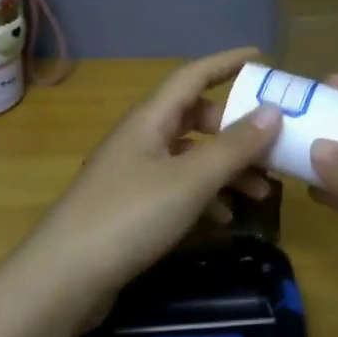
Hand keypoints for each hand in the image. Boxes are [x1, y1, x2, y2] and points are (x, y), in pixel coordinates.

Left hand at [23, 48, 282, 317]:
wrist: (64, 278)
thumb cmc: (129, 216)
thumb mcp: (190, 180)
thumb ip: (233, 147)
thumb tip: (273, 110)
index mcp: (150, 119)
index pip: (193, 76)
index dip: (227, 63)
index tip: (262, 58)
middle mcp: (141, 138)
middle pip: (195, 118)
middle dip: (236, 130)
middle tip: (272, 146)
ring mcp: (134, 174)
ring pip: (190, 157)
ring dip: (226, 168)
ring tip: (261, 193)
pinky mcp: (131, 208)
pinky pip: (178, 188)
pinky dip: (205, 197)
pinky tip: (225, 219)